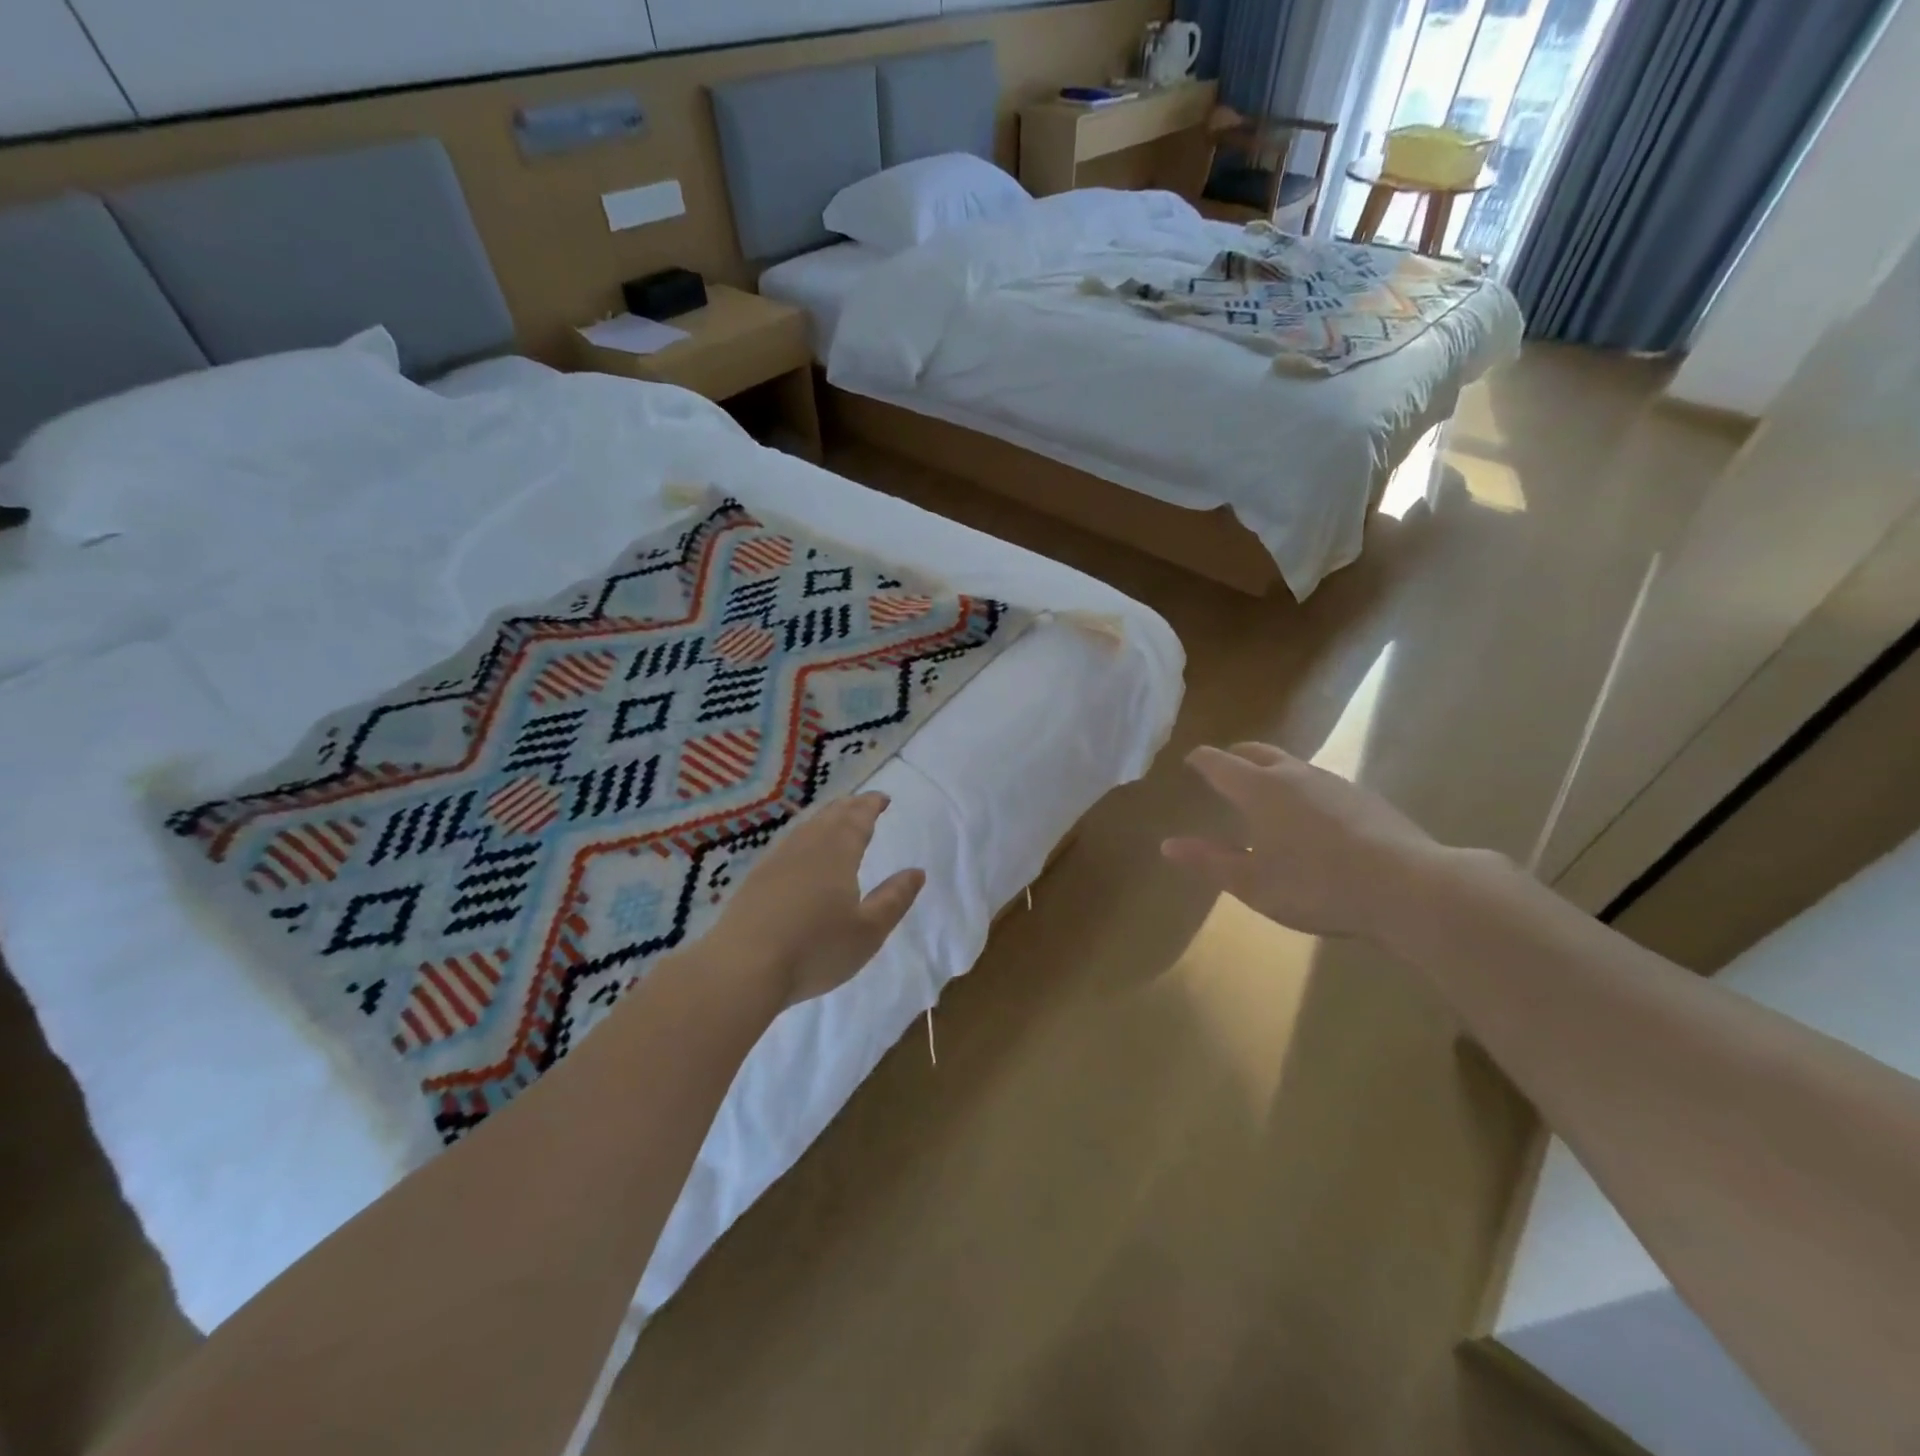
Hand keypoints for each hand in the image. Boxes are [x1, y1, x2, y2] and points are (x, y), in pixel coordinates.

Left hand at [705, 793, 925, 1009]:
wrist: (742, 968)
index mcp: (837, 852)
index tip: (882, 798)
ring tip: (834, 820)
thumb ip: (894, 899)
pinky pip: (786, 845)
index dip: (871, 806)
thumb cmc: (815, 948)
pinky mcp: (754, 880)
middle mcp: (806, 847)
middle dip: (848, 807)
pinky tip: (798, 853)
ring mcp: (775, 861)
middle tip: (861, 803)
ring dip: (824, 819)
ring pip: (805, 828)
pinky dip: (802, 838)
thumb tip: (916, 872)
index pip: (857, 819)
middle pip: (829, 817)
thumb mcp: (868, 931)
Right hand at [1162, 743, 1445, 938]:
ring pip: (1292, 765)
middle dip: (1235, 756)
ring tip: (1265, 793)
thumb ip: (1209, 861)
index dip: (1201, 760)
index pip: (1219, 763)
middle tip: (1224, 767)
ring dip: (1271, 771)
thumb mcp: (1253, 883)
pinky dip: (1302, 789)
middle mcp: (1294, 774)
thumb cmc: (1317, 886)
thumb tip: (1168, 845)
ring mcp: (1334, 782)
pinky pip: (1320, 783)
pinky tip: (1311, 817)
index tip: (1190, 760)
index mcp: (1260, 789)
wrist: (1408, 888)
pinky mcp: (1365, 797)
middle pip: (1257, 751)